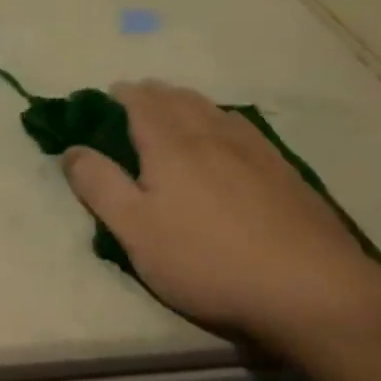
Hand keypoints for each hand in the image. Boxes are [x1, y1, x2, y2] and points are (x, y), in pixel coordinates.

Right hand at [61, 83, 380, 345]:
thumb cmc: (206, 259)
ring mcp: (252, 149)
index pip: (141, 102)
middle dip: (153, 93)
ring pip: (211, 109)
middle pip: (178, 98)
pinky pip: (241, 128)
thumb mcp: (135, 230)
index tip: (109, 95)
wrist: (309, 287)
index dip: (122, 94)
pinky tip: (226, 136)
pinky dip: (220, 120)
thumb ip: (99, 185)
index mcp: (170, 144)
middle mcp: (210, 133)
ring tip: (176, 109)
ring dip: (187, 102)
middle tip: (138, 99)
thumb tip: (72, 150)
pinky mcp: (282, 170)